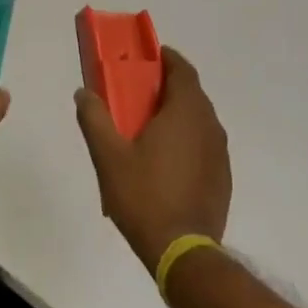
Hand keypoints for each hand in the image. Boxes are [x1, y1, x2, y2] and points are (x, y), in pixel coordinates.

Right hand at [74, 48, 230, 269]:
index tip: (148, 57)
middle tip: (138, 93)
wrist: (182, 251)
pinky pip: (204, 144)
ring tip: (148, 127)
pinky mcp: (222, 177)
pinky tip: (165, 160)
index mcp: (186, 113)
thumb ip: (94, 118)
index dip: (167, 59)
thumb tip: (84, 92)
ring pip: (199, 120)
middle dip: (167, 86)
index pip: (182, 70)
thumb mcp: (108, 155)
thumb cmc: (143, 195)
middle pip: (192, 94)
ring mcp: (220, 154)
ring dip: (177, 114)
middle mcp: (209, 126)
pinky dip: (186, 139)